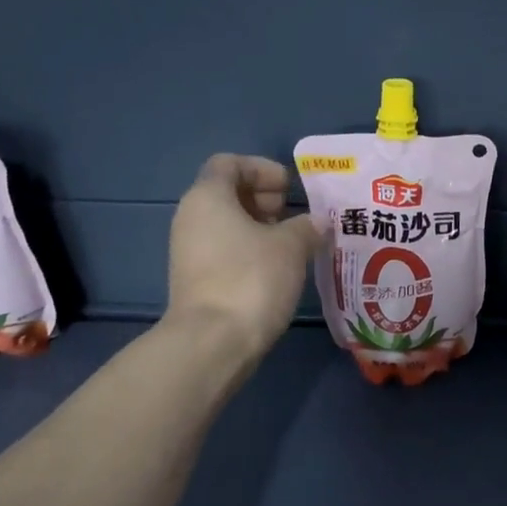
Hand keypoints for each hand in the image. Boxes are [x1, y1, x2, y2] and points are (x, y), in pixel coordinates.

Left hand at [166, 154, 324, 364]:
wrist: (213, 342)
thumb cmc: (251, 279)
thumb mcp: (290, 247)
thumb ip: (306, 227)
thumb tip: (317, 221)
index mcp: (208, 197)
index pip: (229, 163)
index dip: (262, 168)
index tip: (290, 188)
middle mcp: (191, 218)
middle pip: (226, 193)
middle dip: (263, 198)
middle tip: (294, 215)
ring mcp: (189, 251)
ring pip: (226, 225)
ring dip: (260, 228)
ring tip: (293, 245)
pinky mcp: (195, 280)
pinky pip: (225, 251)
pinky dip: (250, 251)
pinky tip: (277, 270)